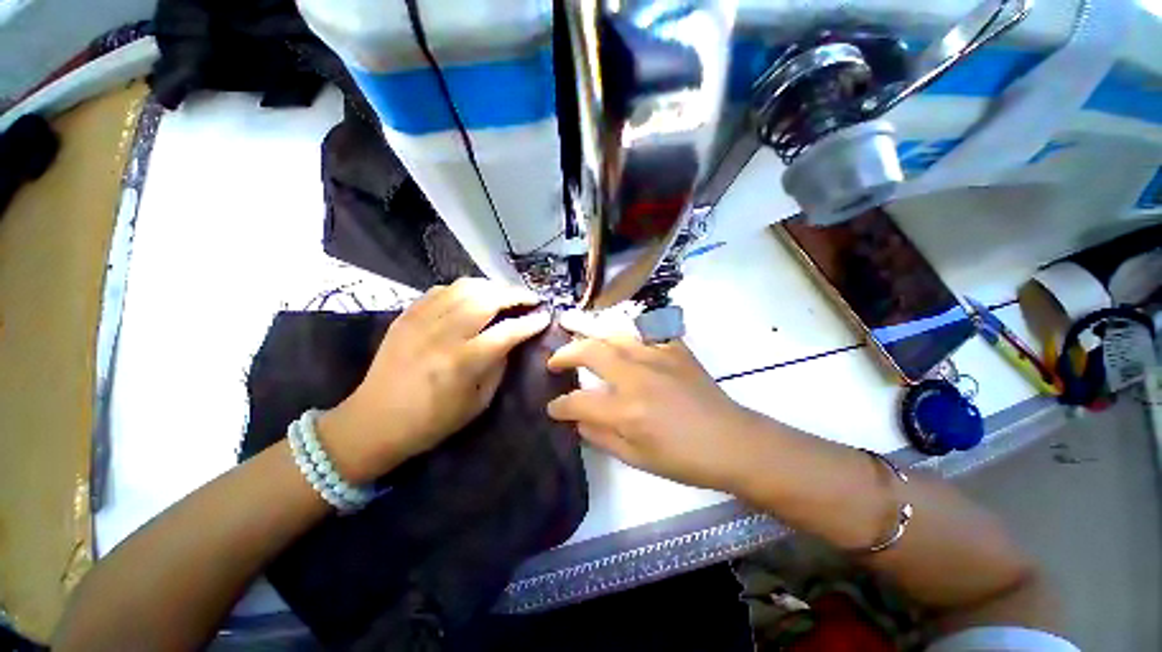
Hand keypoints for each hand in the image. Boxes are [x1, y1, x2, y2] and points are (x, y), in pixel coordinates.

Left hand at [319, 279, 550, 482]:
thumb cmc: (433, 421)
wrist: (375, 421)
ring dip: (492, 286)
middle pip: (487, 299)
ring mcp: (422, 320)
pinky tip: (473, 297)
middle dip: (515, 295)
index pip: (507, 331)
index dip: (531, 322)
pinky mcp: (407, 315)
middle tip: (531, 298)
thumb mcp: (478, 402)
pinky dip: (464, 289)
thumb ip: (498, 366)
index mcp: (464, 361)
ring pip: (465, 287)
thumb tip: (511, 341)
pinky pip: (441, 290)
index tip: (545, 316)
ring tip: (505, 294)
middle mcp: (444, 334)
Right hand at [546, 312, 759, 491]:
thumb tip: (578, 421)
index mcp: (626, 410)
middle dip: (565, 354)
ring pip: (614, 334)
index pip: (579, 401)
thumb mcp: (636, 459)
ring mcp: (657, 356)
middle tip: (555, 360)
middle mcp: (637, 376)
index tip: (552, 407)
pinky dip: (628, 330)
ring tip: (576, 331)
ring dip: (590, 333)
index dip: (560, 405)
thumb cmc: (684, 459)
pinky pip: (646, 330)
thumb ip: (601, 437)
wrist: (732, 442)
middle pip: (590, 352)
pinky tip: (619, 333)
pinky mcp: (675, 349)